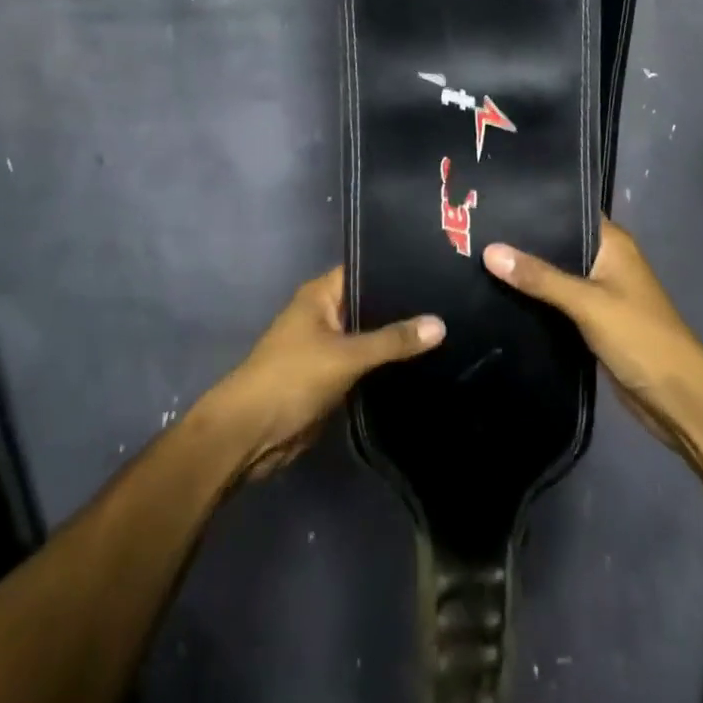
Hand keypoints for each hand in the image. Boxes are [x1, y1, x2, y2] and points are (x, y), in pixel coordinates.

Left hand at [206, 267, 443, 481]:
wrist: (251, 434)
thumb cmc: (292, 378)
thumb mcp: (346, 356)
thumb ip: (393, 340)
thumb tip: (440, 323)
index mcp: (321, 295)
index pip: (365, 270)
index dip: (397, 270)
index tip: (437, 269)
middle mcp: (325, 314)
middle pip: (371, 305)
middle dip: (404, 308)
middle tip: (451, 303)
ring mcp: (328, 347)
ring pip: (370, 337)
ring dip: (397, 340)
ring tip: (448, 330)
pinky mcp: (333, 377)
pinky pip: (366, 364)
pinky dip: (387, 365)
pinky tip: (423, 364)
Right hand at [483, 219, 702, 446]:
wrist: (677, 399)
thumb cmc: (640, 337)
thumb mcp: (587, 303)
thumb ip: (540, 277)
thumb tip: (489, 250)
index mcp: (613, 244)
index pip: (569, 211)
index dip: (535, 206)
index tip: (494, 201)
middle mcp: (606, 261)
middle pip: (558, 243)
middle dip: (523, 241)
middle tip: (474, 230)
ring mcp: (600, 292)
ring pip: (556, 274)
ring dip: (528, 272)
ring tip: (478, 257)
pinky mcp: (593, 321)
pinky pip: (558, 302)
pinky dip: (536, 299)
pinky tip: (501, 294)